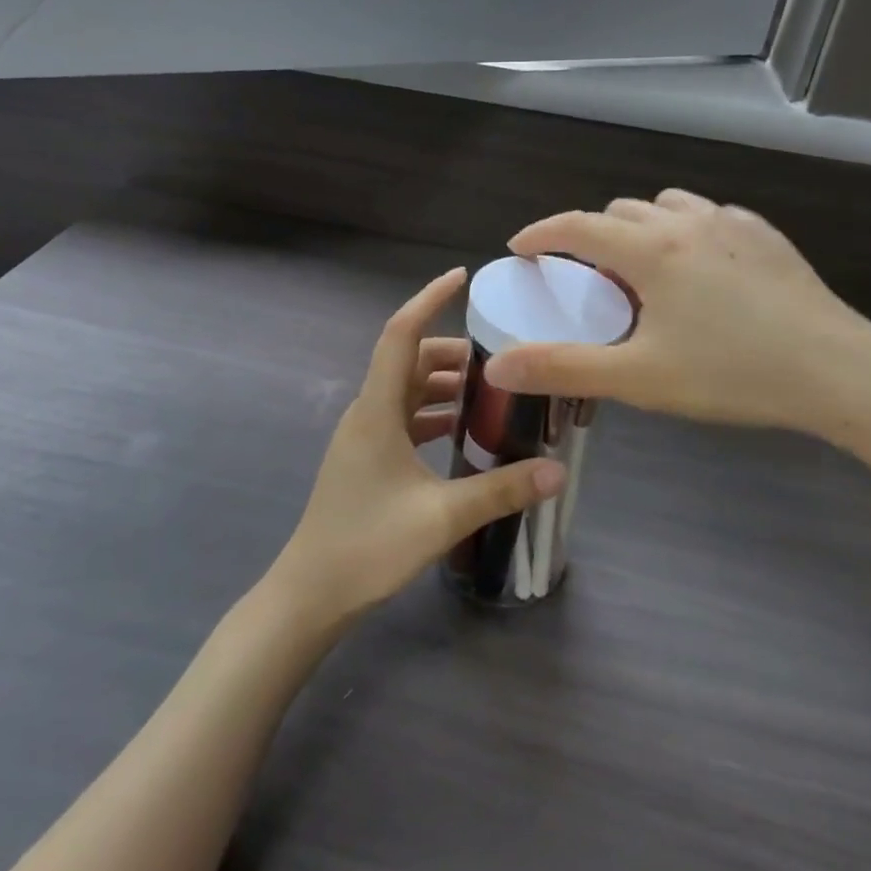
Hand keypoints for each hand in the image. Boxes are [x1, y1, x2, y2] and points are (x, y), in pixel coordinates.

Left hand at [265, 269, 565, 630]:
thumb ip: (501, 490)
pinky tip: (464, 432)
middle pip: (409, 361)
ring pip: (407, 391)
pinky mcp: (367, 459)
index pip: (401, 334)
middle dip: (451, 351)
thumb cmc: (368, 545)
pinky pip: (403, 419)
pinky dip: (433, 414)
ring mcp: (364, 437)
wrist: (311, 593)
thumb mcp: (442, 517)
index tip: (461, 278)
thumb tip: (558, 471)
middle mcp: (367, 413)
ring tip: (491, 390)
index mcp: (377, 410)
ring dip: (443, 384)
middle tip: (500, 355)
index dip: (428, 300)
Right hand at [483, 190, 870, 453]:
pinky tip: (700, 269)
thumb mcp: (639, 378)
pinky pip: (709, 215)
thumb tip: (499, 366)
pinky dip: (685, 230)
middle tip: (586, 278)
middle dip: (591, 235)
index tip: (519, 249)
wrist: (839, 372)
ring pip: (667, 205)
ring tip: (642, 269)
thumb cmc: (731, 374)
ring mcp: (732, 223)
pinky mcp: (766, 236)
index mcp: (650, 250)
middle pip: (619, 211)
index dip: (540, 234)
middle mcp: (686, 221)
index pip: (576, 226)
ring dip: (640, 227)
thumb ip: (564, 367)